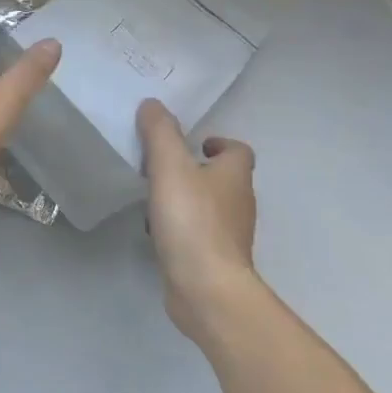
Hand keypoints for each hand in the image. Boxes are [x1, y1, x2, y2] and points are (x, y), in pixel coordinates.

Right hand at [136, 98, 259, 342]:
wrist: (206, 288)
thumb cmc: (192, 221)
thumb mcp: (170, 167)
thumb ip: (160, 133)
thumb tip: (152, 104)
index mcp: (234, 176)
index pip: (238, 151)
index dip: (218, 144)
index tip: (192, 145)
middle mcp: (239, 203)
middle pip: (223, 178)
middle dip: (196, 170)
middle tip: (162, 167)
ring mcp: (229, 234)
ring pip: (209, 207)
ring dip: (186, 198)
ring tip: (154, 197)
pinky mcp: (214, 259)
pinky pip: (197, 233)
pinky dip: (180, 227)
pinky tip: (156, 231)